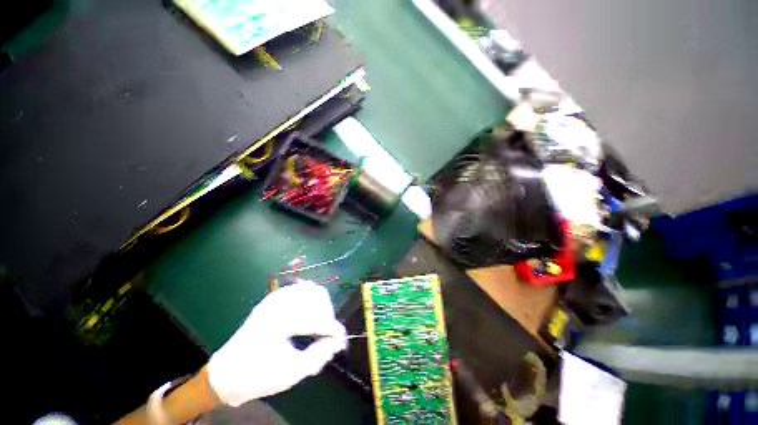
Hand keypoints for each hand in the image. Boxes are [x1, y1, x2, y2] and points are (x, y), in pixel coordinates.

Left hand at [207, 280, 346, 406]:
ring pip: (309, 288)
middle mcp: (278, 303)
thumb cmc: (258, 376)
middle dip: (327, 313)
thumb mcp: (291, 372)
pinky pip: (297, 288)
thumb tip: (338, 341)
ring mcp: (274, 299)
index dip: (332, 328)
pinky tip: (308, 311)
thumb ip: (319, 355)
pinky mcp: (271, 300)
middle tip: (327, 332)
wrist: (226, 374)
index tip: (341, 339)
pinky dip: (308, 297)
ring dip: (319, 304)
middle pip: (317, 295)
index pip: (317, 317)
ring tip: (319, 322)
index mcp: (280, 321)